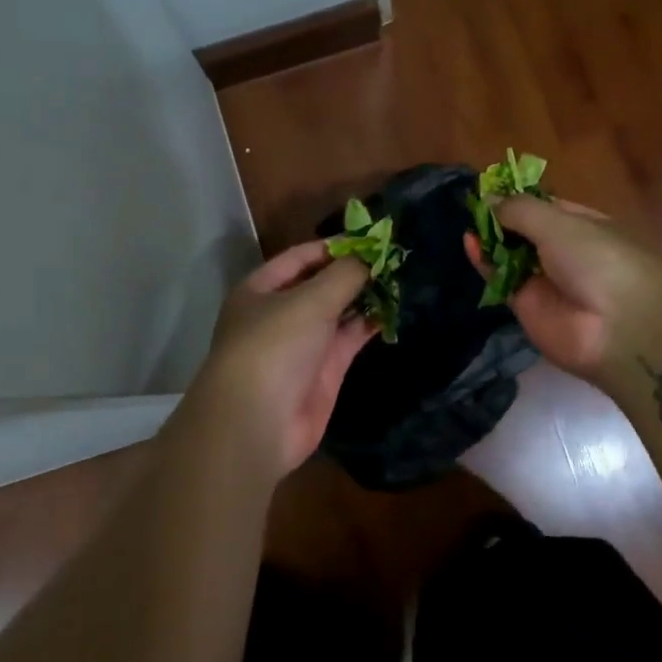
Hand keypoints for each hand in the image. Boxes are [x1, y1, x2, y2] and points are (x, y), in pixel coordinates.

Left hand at [197, 240, 377, 477]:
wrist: (258, 423)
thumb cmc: (274, 347)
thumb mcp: (309, 301)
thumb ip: (344, 275)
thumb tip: (371, 254)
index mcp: (261, 289)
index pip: (301, 257)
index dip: (335, 246)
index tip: (373, 238)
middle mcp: (280, 313)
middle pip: (322, 283)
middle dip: (354, 271)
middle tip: (395, 256)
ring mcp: (303, 343)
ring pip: (339, 311)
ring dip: (366, 296)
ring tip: (403, 278)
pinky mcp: (324, 370)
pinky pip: (350, 338)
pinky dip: (370, 324)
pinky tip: (396, 309)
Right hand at [463, 196, 661, 380]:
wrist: (616, 328)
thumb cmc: (598, 260)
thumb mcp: (559, 223)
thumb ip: (520, 210)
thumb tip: (489, 199)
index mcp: (584, 225)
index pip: (547, 206)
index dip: (520, 197)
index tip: (489, 186)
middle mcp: (564, 251)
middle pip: (526, 231)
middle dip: (501, 218)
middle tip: (472, 204)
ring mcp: (545, 280)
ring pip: (510, 255)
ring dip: (490, 238)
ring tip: (468, 221)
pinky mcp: (526, 306)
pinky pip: (501, 279)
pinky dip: (484, 262)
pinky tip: (469, 243)